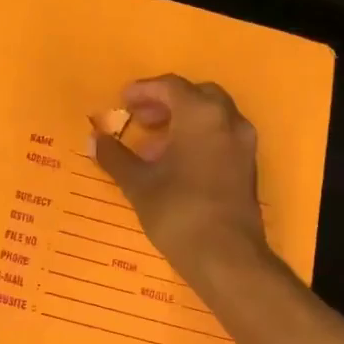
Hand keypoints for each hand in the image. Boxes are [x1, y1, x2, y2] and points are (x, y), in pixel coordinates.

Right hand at [91, 75, 272, 284]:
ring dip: (183, 122)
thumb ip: (115, 157)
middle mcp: (228, 120)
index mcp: (201, 114)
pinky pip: (221, 137)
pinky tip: (176, 164)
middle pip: (196, 95)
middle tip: (141, 119)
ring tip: (153, 147)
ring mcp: (243, 143)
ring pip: (212, 116)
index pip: (170, 87)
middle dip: (166, 103)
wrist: (226, 257)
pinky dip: (198, 138)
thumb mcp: (138, 183)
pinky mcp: (248, 166)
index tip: (122, 101)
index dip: (143, 90)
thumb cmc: (178, 211)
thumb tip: (94, 139)